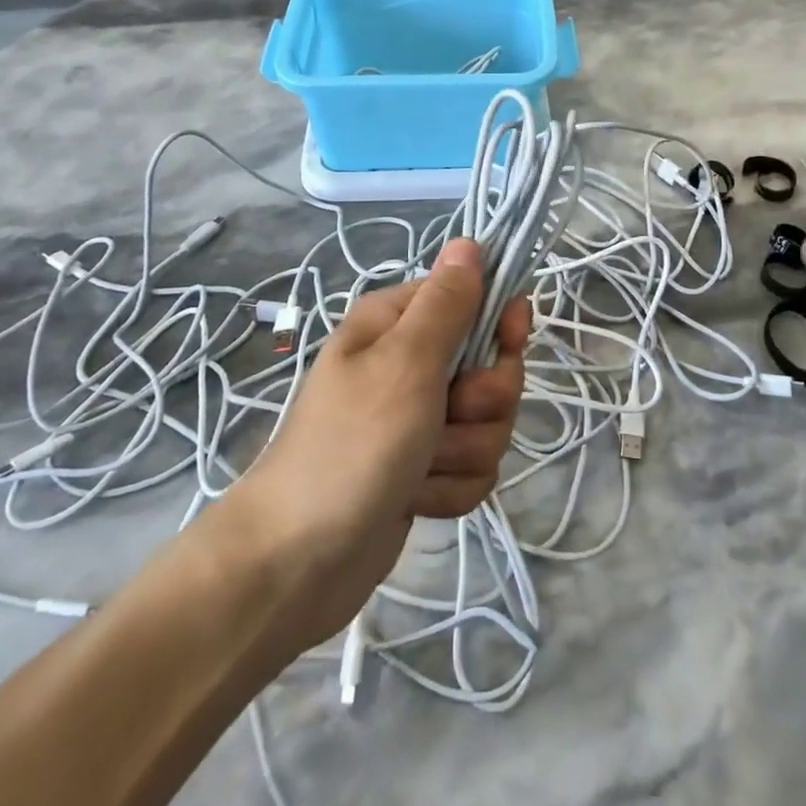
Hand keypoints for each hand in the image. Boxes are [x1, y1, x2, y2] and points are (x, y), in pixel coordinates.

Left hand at [220, 239, 528, 648]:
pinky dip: (450, 486)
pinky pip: (473, 466)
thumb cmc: (352, 446)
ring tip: (419, 467)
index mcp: (398, 324)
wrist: (296, 563)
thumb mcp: (405, 363)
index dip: (500, 323)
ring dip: (463, 451)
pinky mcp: (424, 468)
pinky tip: (416, 499)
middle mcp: (410, 364)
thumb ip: (447, 303)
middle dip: (483, 402)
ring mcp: (418, 419)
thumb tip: (469, 241)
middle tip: (448, 417)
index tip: (509, 344)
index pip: (475, 298)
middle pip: (492, 367)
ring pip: (488, 422)